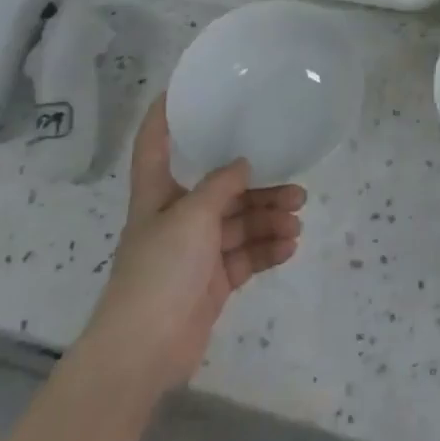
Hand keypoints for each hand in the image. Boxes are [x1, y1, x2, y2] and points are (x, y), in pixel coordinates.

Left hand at [86, 94, 304, 393]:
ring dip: (270, 220)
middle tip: (296, 188)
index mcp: (158, 195)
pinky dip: (268, 250)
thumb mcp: (190, 216)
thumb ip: (220, 186)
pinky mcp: (212, 283)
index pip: (154, 145)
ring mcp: (195, 254)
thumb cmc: (158, 271)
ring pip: (240, 224)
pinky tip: (289, 246)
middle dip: (259, 187)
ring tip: (297, 221)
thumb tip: (243, 163)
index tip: (180, 88)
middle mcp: (177, 218)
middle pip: (221, 190)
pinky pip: (246, 257)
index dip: (163, 116)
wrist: (142, 352)